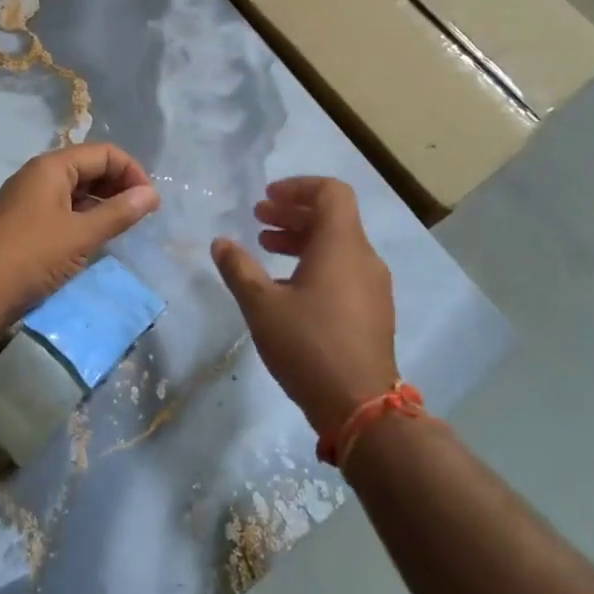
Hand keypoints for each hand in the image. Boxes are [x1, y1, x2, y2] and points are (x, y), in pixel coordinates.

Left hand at [0, 143, 160, 325]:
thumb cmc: (33, 256)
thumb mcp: (82, 234)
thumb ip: (119, 212)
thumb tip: (151, 194)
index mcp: (51, 167)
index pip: (103, 153)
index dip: (132, 172)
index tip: (150, 202)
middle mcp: (38, 175)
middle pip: (88, 167)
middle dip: (118, 185)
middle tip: (140, 214)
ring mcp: (28, 199)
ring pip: (75, 189)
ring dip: (102, 202)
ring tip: (122, 226)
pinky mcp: (23, 222)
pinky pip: (62, 208)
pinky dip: (83, 216)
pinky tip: (95, 237)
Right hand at [212, 177, 397, 435]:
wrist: (361, 406)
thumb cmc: (308, 345)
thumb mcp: (261, 305)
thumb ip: (239, 268)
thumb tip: (221, 243)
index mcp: (341, 245)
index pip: (331, 192)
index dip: (298, 187)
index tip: (267, 197)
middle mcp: (363, 258)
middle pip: (332, 217)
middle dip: (293, 213)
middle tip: (259, 219)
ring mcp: (373, 286)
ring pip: (338, 245)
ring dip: (302, 239)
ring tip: (266, 249)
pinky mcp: (373, 311)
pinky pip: (344, 269)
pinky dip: (316, 263)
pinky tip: (287, 287)